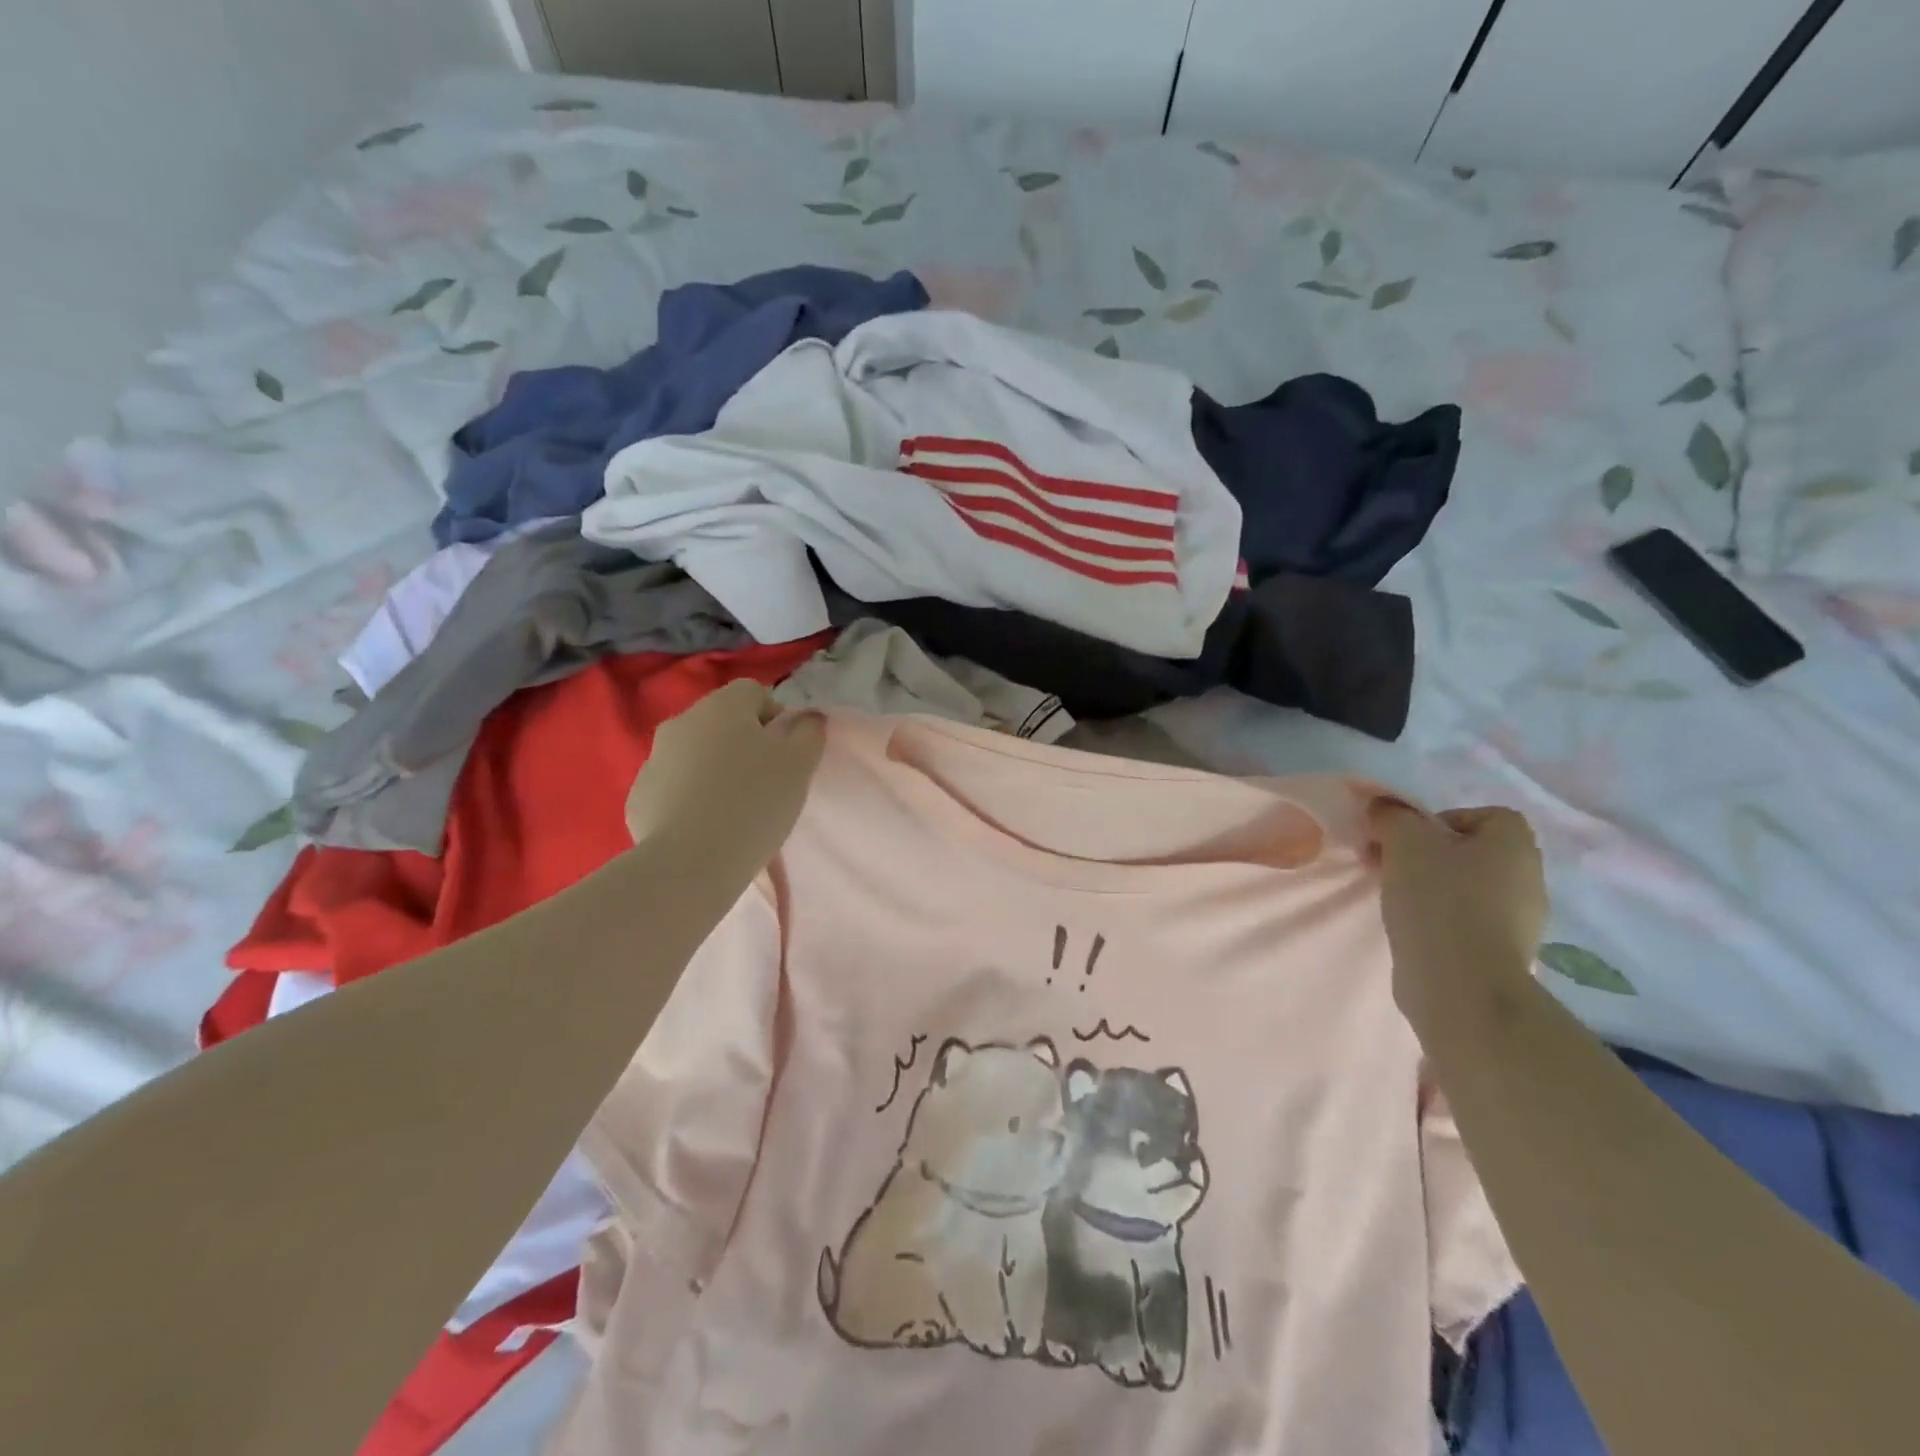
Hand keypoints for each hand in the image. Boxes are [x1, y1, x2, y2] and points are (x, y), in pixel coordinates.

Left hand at [626, 680, 825, 879]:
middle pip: (722, 723)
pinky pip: (674, 788)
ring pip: (695, 756)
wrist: (690, 863)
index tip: (786, 756)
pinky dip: (690, 800)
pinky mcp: (640, 797)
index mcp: (721, 706)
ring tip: (734, 812)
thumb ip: (809, 732)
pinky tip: (705, 828)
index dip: (775, 719)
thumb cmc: (754, 803)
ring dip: (715, 772)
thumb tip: (807, 718)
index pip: (753, 692)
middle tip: (765, 785)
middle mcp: (682, 722)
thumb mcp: (800, 765)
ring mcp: (654, 760)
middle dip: (744, 746)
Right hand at [1366, 801, 1547, 1028]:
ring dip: (1428, 885)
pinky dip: (1437, 918)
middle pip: (1469, 851)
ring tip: (1392, 896)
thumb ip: (1392, 815)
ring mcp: (1519, 920)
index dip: (1440, 820)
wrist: (1460, 985)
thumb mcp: (1405, 841)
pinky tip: (1410, 927)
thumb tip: (1384, 808)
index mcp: (1515, 845)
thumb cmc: (1438, 900)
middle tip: (1387, 863)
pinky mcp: (1500, 953)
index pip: (1483, 815)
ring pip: (1465, 886)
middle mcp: (1527, 878)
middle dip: (1425, 853)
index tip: (1406, 838)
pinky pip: (1465, 920)